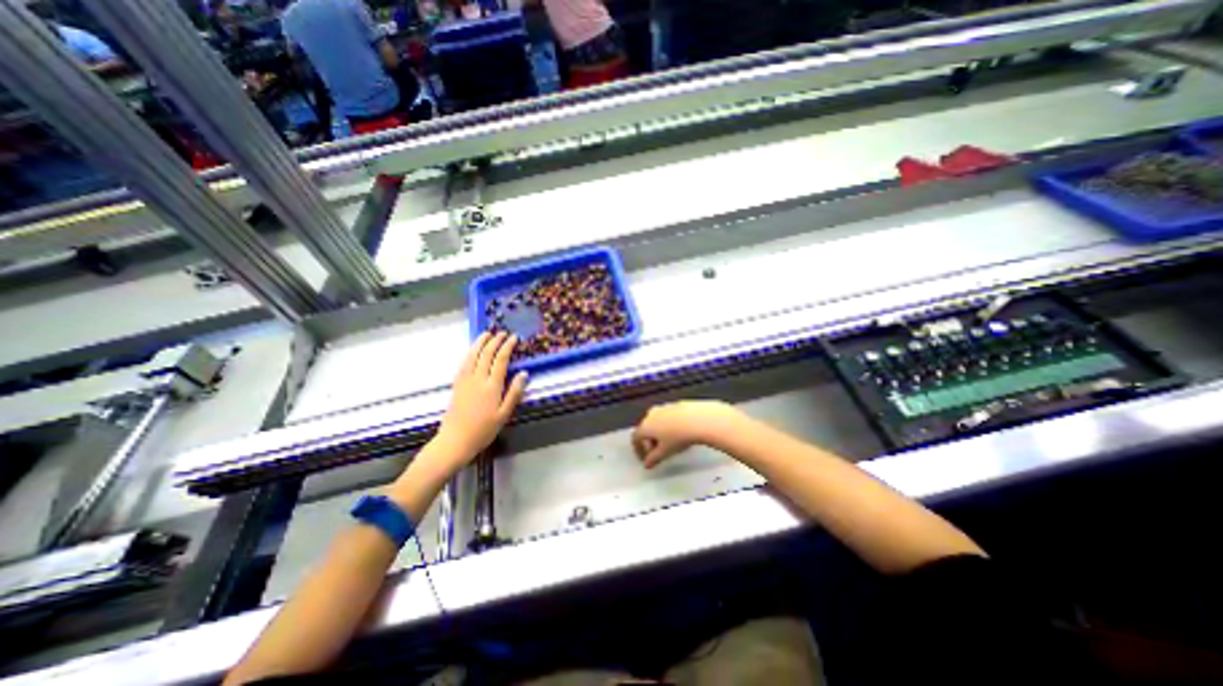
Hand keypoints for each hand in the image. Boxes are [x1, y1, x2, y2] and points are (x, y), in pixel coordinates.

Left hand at [436, 332, 526, 461]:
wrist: (455, 440)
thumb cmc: (484, 430)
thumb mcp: (504, 414)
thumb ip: (514, 393)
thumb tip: (524, 374)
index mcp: (492, 386)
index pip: (501, 360)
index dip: (508, 346)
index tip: (514, 337)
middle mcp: (478, 379)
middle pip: (486, 354)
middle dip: (495, 341)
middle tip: (503, 333)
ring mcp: (465, 380)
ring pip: (472, 355)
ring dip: (480, 342)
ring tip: (487, 334)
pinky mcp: (456, 384)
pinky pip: (463, 363)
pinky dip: (470, 352)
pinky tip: (473, 350)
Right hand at [635, 400, 740, 467]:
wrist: (698, 419)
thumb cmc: (678, 437)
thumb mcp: (665, 452)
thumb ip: (653, 459)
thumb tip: (647, 464)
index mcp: (645, 426)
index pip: (636, 438)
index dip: (639, 450)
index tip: (646, 459)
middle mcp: (651, 414)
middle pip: (646, 429)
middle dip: (650, 441)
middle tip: (658, 453)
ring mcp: (664, 407)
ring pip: (657, 422)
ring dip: (660, 433)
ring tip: (670, 443)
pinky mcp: (676, 404)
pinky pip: (668, 417)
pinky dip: (669, 425)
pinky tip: (680, 433)